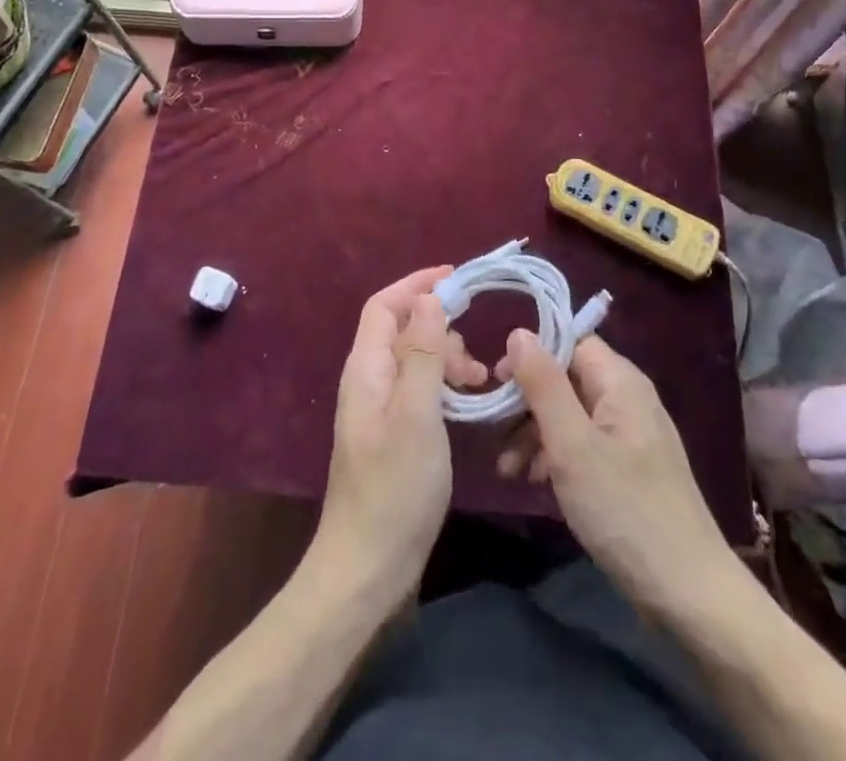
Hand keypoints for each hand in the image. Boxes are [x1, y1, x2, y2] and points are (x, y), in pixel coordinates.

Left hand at [313, 267, 486, 606]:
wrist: (368, 567)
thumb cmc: (395, 487)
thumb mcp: (417, 414)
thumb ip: (424, 354)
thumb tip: (429, 299)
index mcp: (366, 368)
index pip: (385, 305)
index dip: (417, 285)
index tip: (457, 279)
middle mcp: (368, 380)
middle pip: (402, 330)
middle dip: (440, 330)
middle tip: (473, 363)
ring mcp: (379, 409)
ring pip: (415, 360)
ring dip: (447, 359)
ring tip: (478, 384)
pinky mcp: (393, 434)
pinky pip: (420, 389)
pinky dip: (444, 386)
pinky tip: (467, 405)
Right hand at [496, 331, 726, 618]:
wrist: (689, 594)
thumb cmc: (624, 510)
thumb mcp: (571, 445)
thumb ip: (543, 384)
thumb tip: (519, 332)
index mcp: (620, 381)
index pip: (569, 341)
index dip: (530, 354)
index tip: (496, 380)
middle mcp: (628, 398)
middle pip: (567, 378)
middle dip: (527, 402)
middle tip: (493, 429)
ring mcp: (631, 435)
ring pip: (571, 414)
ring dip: (536, 433)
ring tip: (508, 469)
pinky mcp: (631, 469)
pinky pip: (585, 444)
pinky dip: (557, 456)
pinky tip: (536, 482)